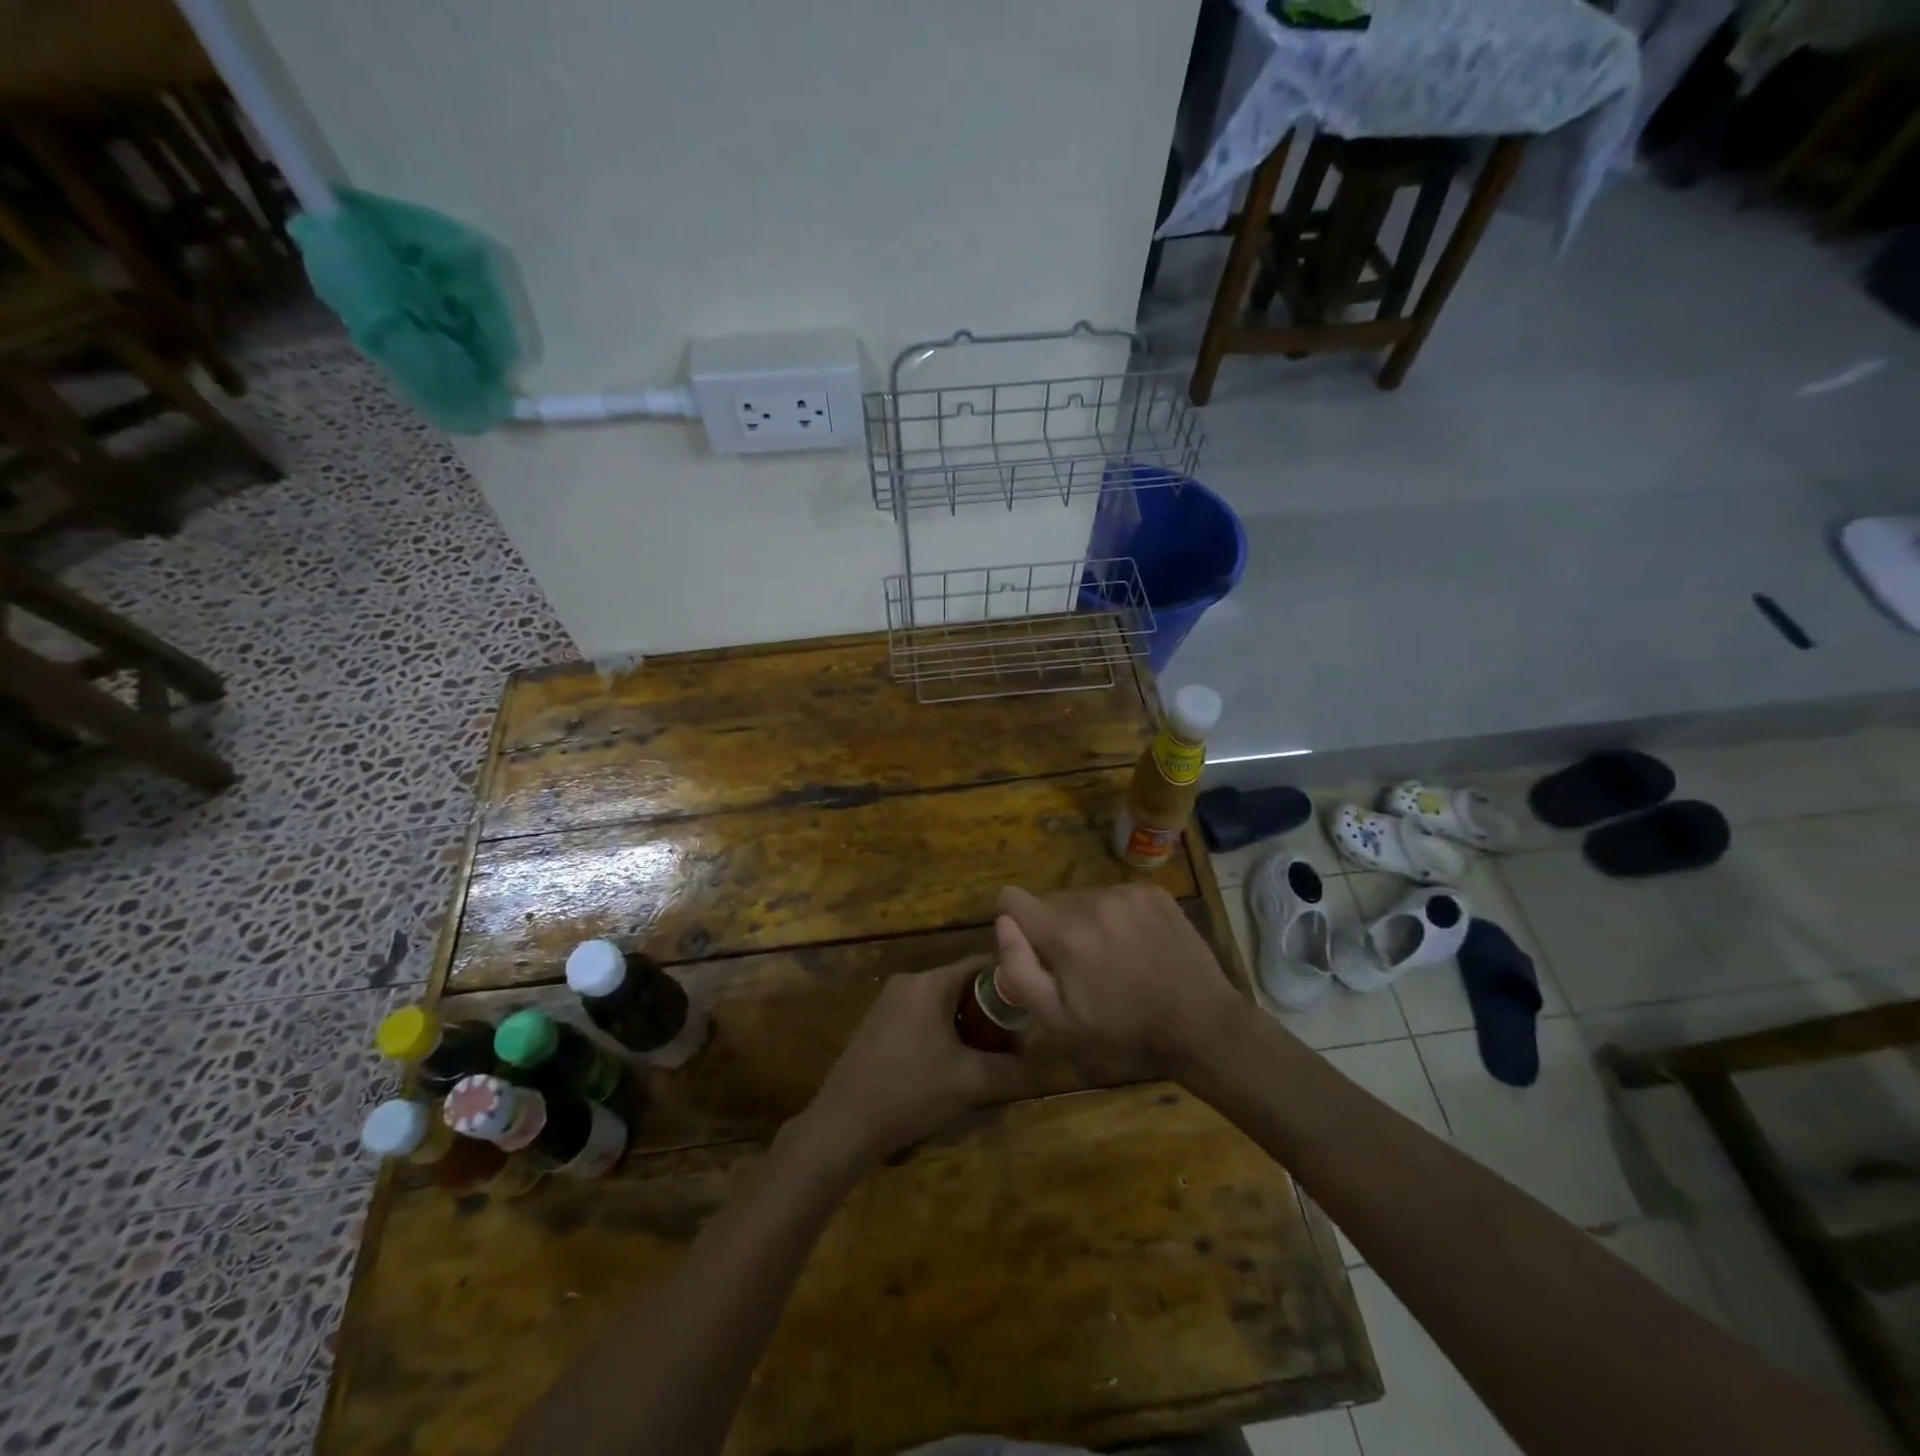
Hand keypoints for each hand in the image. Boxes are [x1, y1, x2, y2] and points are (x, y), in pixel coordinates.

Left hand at [793, 956, 1034, 1170]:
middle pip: (962, 988)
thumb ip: (1010, 1071)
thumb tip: (1040, 1068)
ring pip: (943, 1008)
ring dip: (966, 1033)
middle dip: (989, 1018)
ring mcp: (888, 1004)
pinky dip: (942, 1039)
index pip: (981, 965)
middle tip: (1008, 1050)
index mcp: (929, 983)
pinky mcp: (877, 1026)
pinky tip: (947, 1075)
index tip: (1029, 1016)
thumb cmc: (909, 1091)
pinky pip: (922, 1021)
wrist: (842, 1124)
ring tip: (982, 1068)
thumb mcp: (969, 1083)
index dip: (1010, 987)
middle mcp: (908, 983)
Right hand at [994, 882, 1239, 1080]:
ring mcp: (1126, 892)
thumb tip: (1003, 925)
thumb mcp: (1060, 1023)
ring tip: (1113, 959)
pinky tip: (1137, 946)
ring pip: (1083, 899)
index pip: (1011, 899)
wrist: (1203, 1025)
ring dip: (1085, 922)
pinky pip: (1115, 896)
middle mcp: (1092, 900)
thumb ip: (1020, 971)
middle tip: (1080, 969)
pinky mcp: (1153, 892)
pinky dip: (1116, 916)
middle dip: (1054, 930)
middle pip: (1050, 903)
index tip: (1033, 952)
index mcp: (1064, 933)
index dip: (1013, 924)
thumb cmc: (1126, 1033)